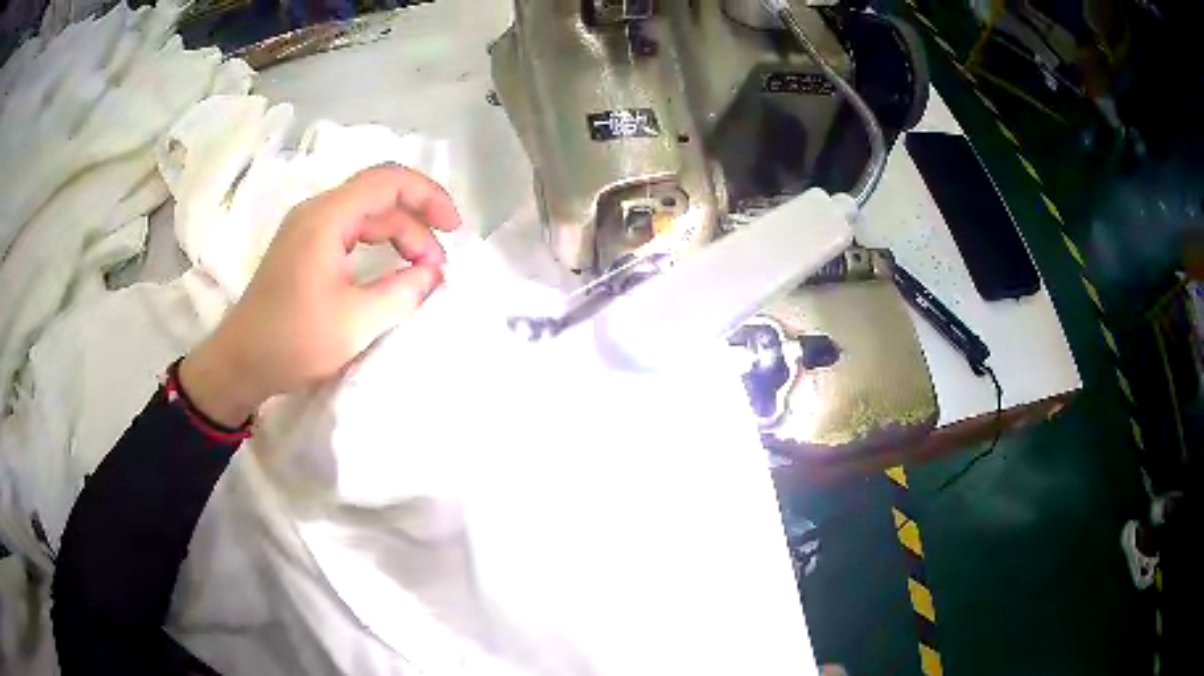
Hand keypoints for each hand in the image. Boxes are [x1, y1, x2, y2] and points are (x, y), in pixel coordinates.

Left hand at [180, 165, 461, 425]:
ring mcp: (306, 229)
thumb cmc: (293, 341)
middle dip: (416, 223)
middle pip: (379, 197)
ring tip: (420, 271)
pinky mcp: (302, 248)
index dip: (429, 196)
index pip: (389, 181)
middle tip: (437, 267)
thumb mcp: (357, 322)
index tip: (454, 229)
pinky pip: (349, 232)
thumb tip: (434, 274)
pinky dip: (376, 246)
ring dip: (397, 236)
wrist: (239, 363)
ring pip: (364, 215)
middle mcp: (316, 212)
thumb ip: (403, 291)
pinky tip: (388, 269)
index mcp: (327, 217)